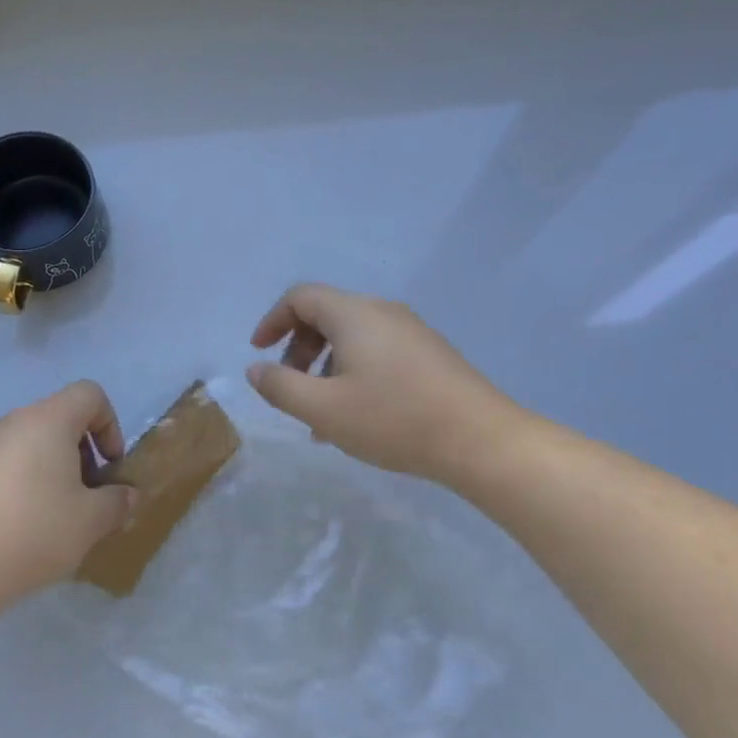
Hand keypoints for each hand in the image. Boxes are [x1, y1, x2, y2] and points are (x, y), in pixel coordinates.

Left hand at [0, 380, 136, 610]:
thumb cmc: (34, 532)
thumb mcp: (91, 522)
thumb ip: (117, 502)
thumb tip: (127, 495)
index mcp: (49, 420)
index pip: (89, 394)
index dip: (110, 424)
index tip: (109, 466)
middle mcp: (12, 421)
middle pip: (58, 419)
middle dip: (80, 453)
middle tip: (84, 497)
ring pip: (27, 443)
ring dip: (48, 469)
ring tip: (49, 516)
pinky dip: (16, 484)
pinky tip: (12, 526)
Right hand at [246, 283, 532, 488]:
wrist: (481, 440)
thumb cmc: (393, 419)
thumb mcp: (324, 409)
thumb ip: (280, 386)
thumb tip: (256, 368)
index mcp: (353, 314)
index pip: (300, 297)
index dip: (272, 320)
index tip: (260, 353)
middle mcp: (381, 312)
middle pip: (326, 315)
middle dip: (298, 348)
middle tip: (291, 388)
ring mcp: (410, 331)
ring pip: (352, 337)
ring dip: (325, 367)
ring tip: (322, 415)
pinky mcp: (429, 354)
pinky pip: (377, 351)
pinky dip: (353, 372)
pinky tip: (358, 416)